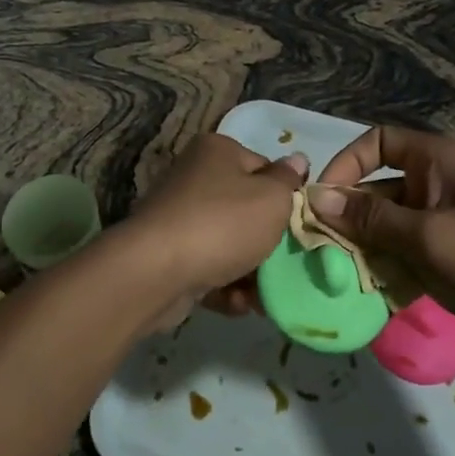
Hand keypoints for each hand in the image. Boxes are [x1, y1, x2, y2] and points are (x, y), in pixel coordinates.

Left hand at [120, 134, 307, 328]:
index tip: (298, 225)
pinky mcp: (171, 254)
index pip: (264, 167)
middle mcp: (195, 177)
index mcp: (217, 151)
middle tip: (287, 265)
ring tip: (263, 296)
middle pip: (247, 209)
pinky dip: (226, 286)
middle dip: (269, 242)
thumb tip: (297, 160)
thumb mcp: (272, 198)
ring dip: (251, 272)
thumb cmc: (222, 224)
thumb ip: (288, 181)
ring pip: (230, 244)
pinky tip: (238, 304)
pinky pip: (209, 268)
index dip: (285, 196)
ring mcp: (180, 217)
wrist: (156, 271)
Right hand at [311, 126, 454, 369]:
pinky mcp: (450, 260)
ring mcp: (445, 224)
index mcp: (438, 161)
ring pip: (388, 228)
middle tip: (321, 249)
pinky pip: (405, 256)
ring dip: (364, 249)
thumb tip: (318, 199)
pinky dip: (386, 270)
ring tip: (339, 276)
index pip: (378, 142)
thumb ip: (372, 219)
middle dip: (349, 217)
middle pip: (377, 189)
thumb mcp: (431, 236)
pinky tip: (369, 294)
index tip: (324, 199)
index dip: (347, 164)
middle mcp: (437, 185)